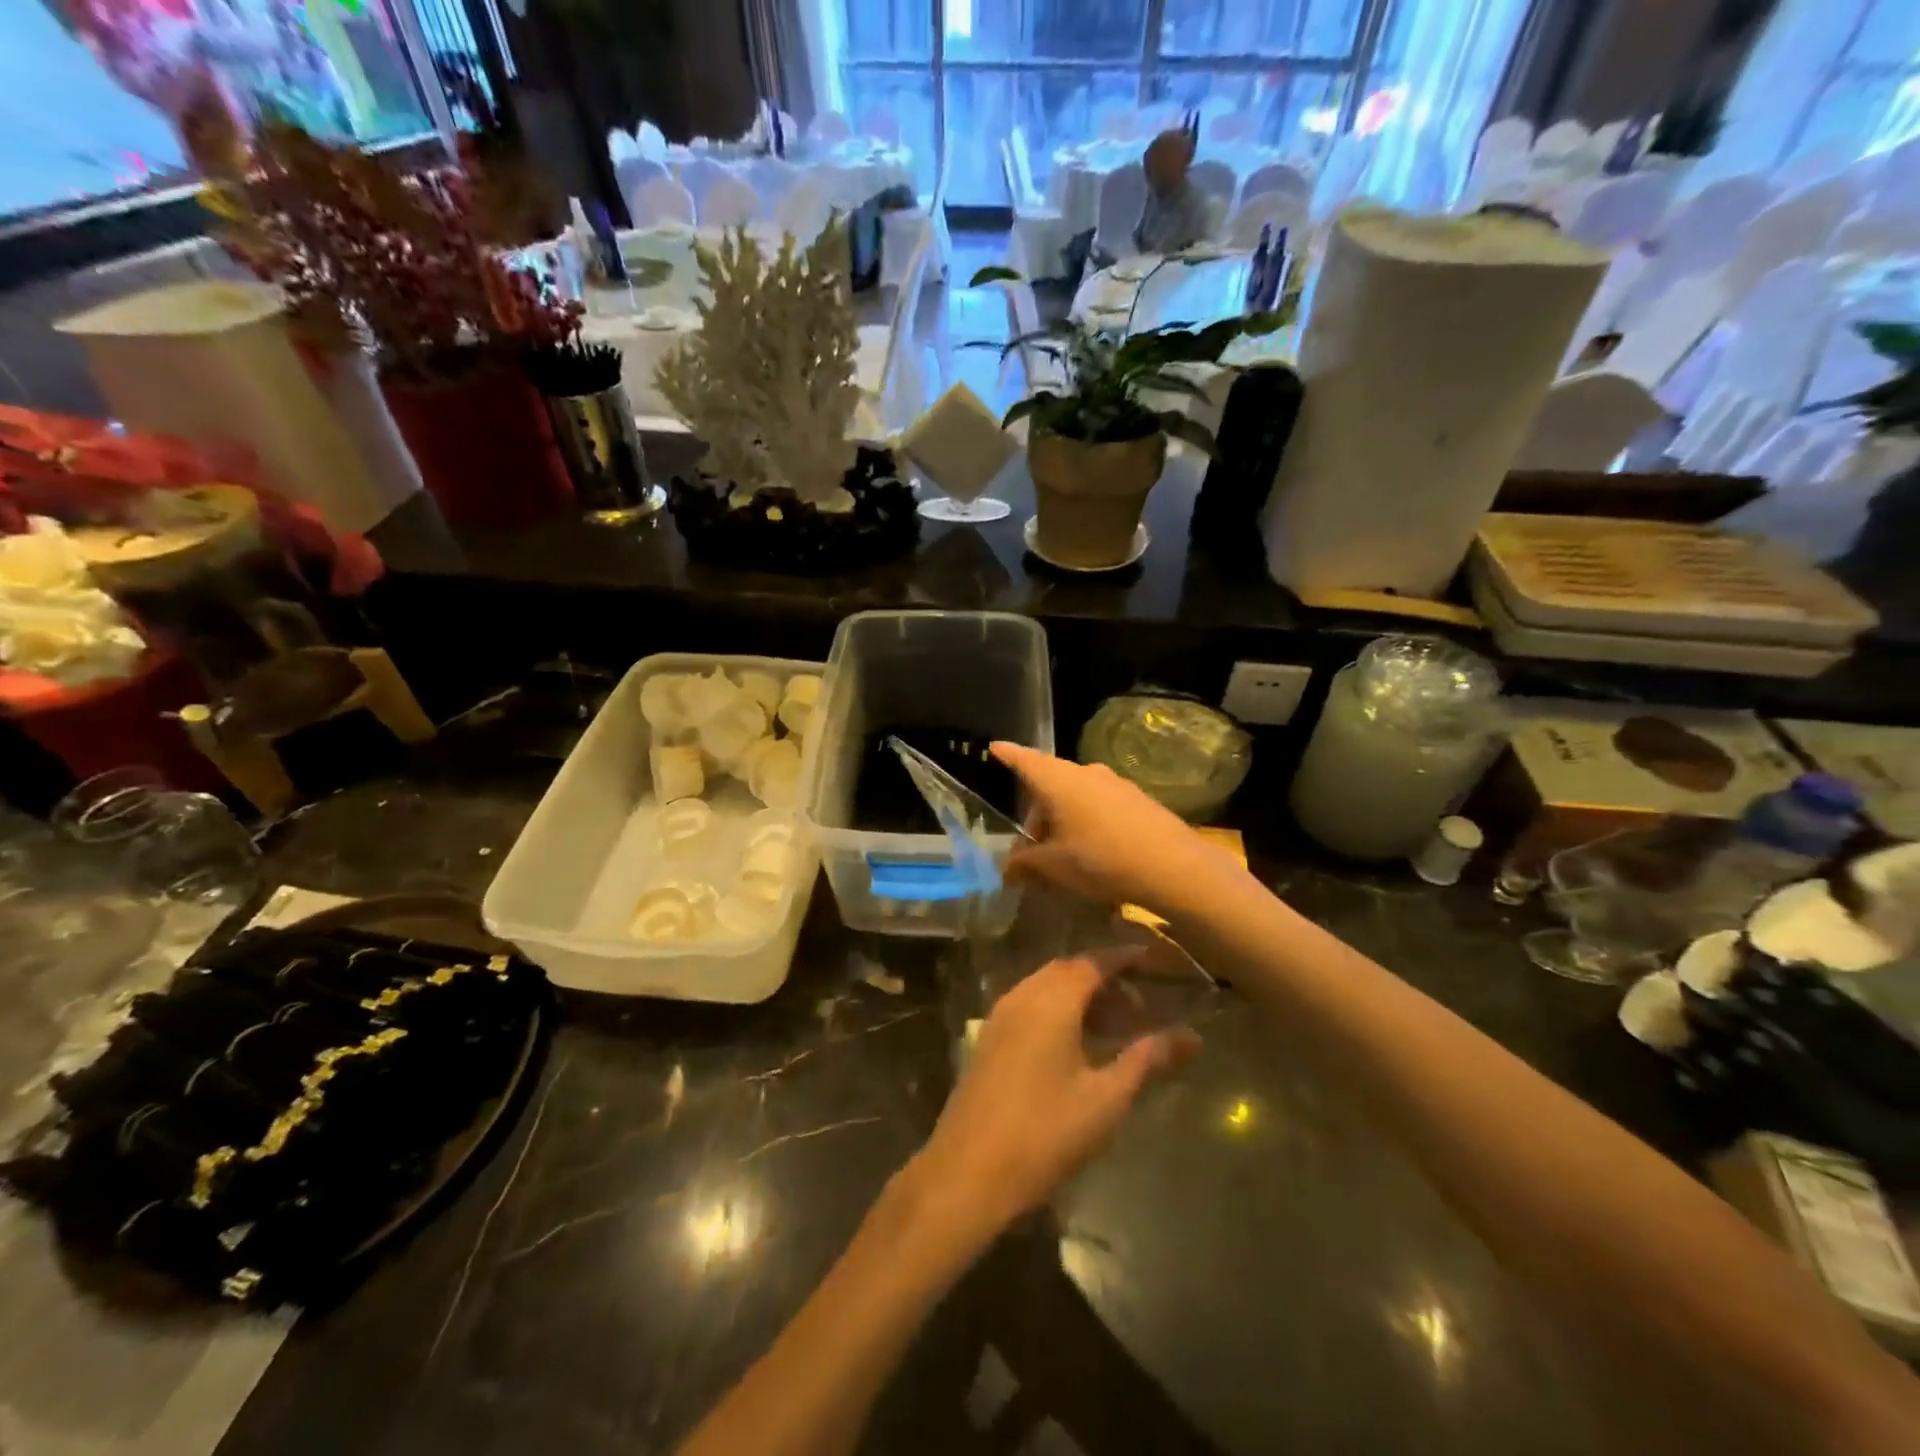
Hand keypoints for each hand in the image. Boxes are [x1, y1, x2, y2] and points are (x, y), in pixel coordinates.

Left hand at [910, 954, 1196, 1239]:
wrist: (969, 1170)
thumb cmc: (1046, 1133)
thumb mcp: (1106, 1098)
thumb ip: (1146, 1059)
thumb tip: (1191, 1037)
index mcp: (1052, 1000)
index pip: (1094, 962)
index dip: (1125, 958)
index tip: (1153, 959)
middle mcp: (1023, 995)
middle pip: (1069, 971)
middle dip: (1106, 980)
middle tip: (1140, 1006)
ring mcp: (1001, 1015)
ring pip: (1048, 987)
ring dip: (1082, 997)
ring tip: (1115, 1028)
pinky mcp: (990, 1037)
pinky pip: (1030, 1005)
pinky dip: (1059, 1010)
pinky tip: (1077, 1044)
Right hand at [991, 742, 1244, 916]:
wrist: (1173, 867)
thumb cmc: (1101, 859)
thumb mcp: (1054, 867)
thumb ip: (1025, 865)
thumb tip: (1007, 870)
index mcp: (1058, 781)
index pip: (1025, 760)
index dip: (1008, 755)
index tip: (994, 748)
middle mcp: (1086, 773)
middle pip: (1049, 786)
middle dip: (1036, 817)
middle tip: (1030, 853)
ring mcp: (1115, 784)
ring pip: (1076, 798)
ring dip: (1062, 823)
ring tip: (1062, 860)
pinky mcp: (1137, 800)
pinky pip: (1100, 807)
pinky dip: (1087, 825)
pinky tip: (1093, 856)